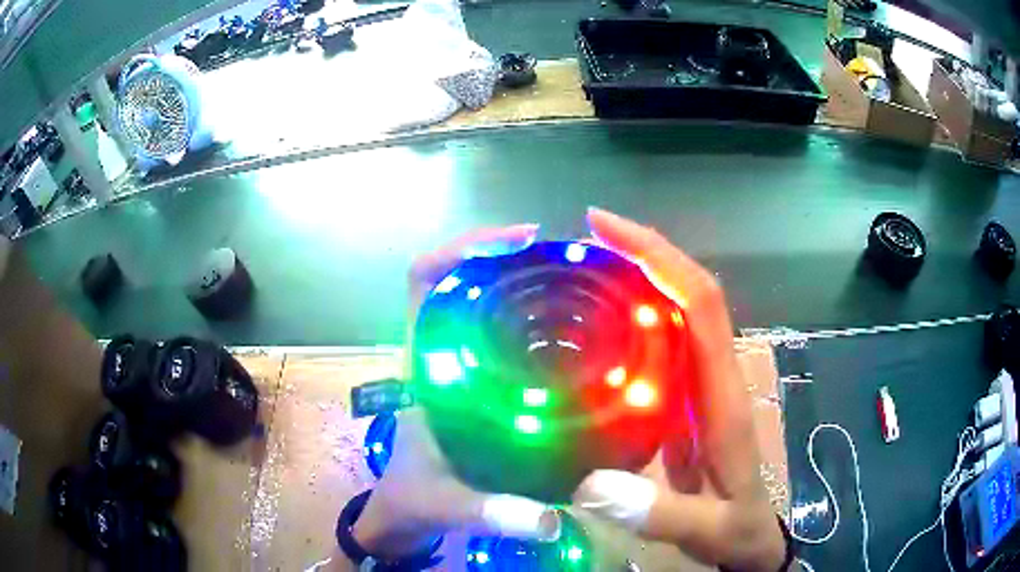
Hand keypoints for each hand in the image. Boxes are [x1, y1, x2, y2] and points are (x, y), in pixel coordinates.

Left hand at [329, 225, 558, 569]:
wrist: (403, 513)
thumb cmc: (411, 498)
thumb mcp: (448, 503)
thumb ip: (493, 513)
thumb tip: (550, 520)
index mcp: (424, 367)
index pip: (424, 281)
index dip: (462, 250)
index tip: (518, 243)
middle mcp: (440, 355)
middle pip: (462, 281)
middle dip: (507, 260)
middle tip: (563, 261)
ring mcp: (459, 367)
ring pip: (484, 304)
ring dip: (521, 285)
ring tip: (574, 284)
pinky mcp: (477, 385)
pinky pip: (502, 336)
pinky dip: (530, 321)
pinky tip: (570, 333)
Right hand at [573, 208, 785, 571]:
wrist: (751, 536)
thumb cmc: (736, 527)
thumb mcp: (707, 529)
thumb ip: (660, 513)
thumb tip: (590, 485)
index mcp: (723, 396)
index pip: (701, 304)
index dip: (660, 257)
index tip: (607, 228)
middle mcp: (715, 376)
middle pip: (689, 292)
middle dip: (645, 252)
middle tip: (586, 236)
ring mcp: (702, 385)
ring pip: (678, 312)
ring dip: (640, 277)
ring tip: (586, 264)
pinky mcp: (687, 399)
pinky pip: (664, 343)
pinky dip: (635, 317)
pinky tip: (599, 322)